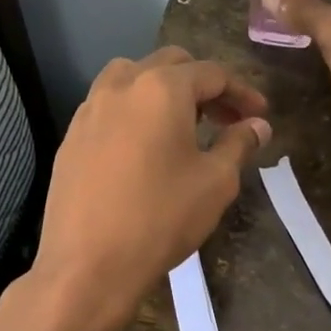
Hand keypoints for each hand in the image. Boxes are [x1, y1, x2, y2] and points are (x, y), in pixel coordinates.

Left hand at [33, 46, 269, 324]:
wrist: (88, 265)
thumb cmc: (160, 219)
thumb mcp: (215, 182)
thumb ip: (239, 144)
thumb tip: (258, 125)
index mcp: (161, 89)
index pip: (211, 73)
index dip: (242, 92)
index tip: (260, 115)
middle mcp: (120, 86)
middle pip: (169, 65)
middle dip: (203, 85)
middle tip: (225, 118)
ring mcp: (89, 110)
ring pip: (131, 77)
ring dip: (163, 90)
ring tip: (182, 125)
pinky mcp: (70, 137)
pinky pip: (108, 107)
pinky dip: (134, 111)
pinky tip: (144, 147)